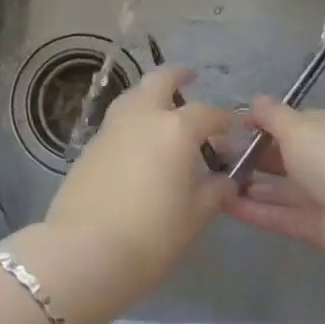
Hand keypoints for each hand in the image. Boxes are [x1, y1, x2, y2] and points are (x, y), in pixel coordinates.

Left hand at [9, 66, 233, 323]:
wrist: (86, 248)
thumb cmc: (153, 233)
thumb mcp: (195, 216)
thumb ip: (215, 191)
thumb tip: (226, 179)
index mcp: (176, 128)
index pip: (208, 113)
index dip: (226, 118)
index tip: (237, 125)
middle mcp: (143, 115)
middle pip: (161, 80)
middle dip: (178, 75)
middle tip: (191, 78)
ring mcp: (112, 126)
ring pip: (134, 94)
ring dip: (150, 93)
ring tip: (162, 107)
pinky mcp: (91, 144)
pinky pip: (118, 119)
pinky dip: (133, 118)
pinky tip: (138, 139)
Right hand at [222, 97, 324, 265]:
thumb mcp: (296, 127)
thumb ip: (272, 115)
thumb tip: (256, 100)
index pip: (294, 122)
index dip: (262, 123)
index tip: (231, 127)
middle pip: (284, 156)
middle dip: (250, 156)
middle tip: (212, 155)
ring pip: (281, 188)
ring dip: (249, 185)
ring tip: (212, 182)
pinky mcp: (320, 228)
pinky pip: (283, 215)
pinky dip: (257, 211)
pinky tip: (225, 206)